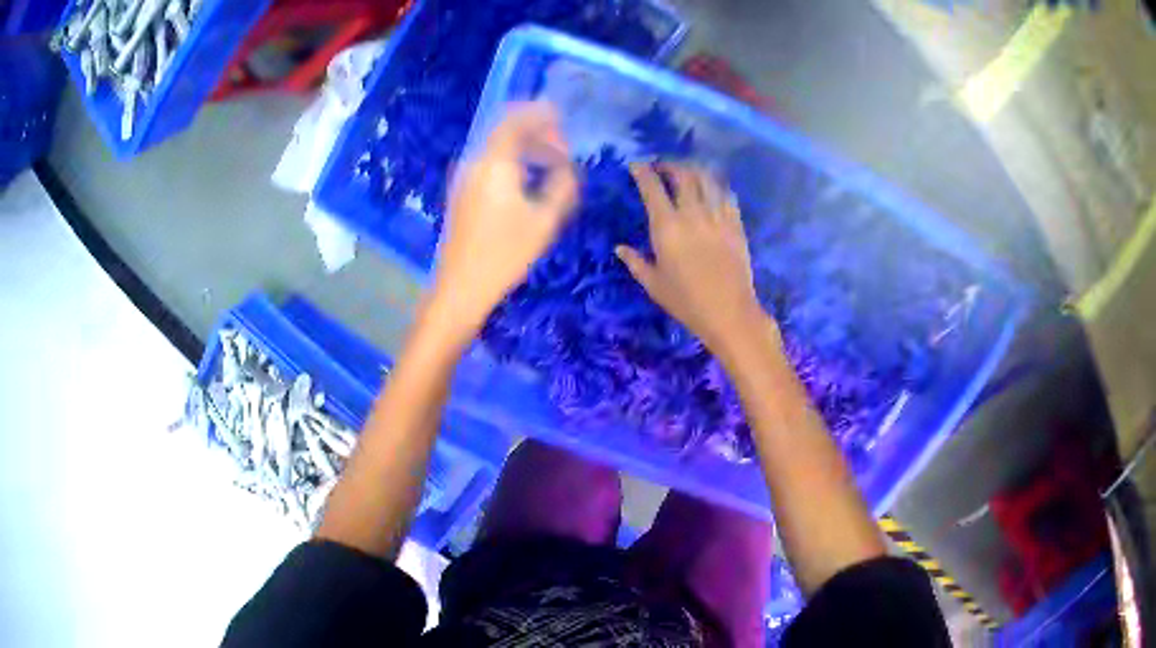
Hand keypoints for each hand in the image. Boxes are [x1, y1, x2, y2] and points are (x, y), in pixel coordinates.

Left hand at [429, 102, 577, 339]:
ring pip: (498, 149)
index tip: (562, 116)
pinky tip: (529, 184)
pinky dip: (513, 163)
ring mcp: (464, 178)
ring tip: (552, 168)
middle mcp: (475, 163)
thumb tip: (568, 167)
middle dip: (536, 133)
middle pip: (505, 132)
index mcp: (494, 163)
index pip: (515, 121)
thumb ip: (563, 185)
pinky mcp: (462, 194)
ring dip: (526, 150)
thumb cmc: (505, 254)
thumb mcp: (545, 220)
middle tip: (563, 151)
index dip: (540, 114)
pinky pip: (490, 165)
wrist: (461, 286)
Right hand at [617, 163, 770, 355]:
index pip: (652, 187)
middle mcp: (692, 214)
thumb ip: (635, 262)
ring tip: (687, 172)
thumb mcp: (653, 285)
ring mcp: (717, 216)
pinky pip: (726, 195)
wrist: (729, 312)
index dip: (643, 171)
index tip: (637, 165)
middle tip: (662, 167)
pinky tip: (711, 190)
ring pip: (706, 179)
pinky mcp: (736, 224)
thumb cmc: (686, 302)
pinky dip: (716, 186)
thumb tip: (620, 248)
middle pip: (682, 175)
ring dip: (693, 170)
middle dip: (669, 165)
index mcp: (667, 227)